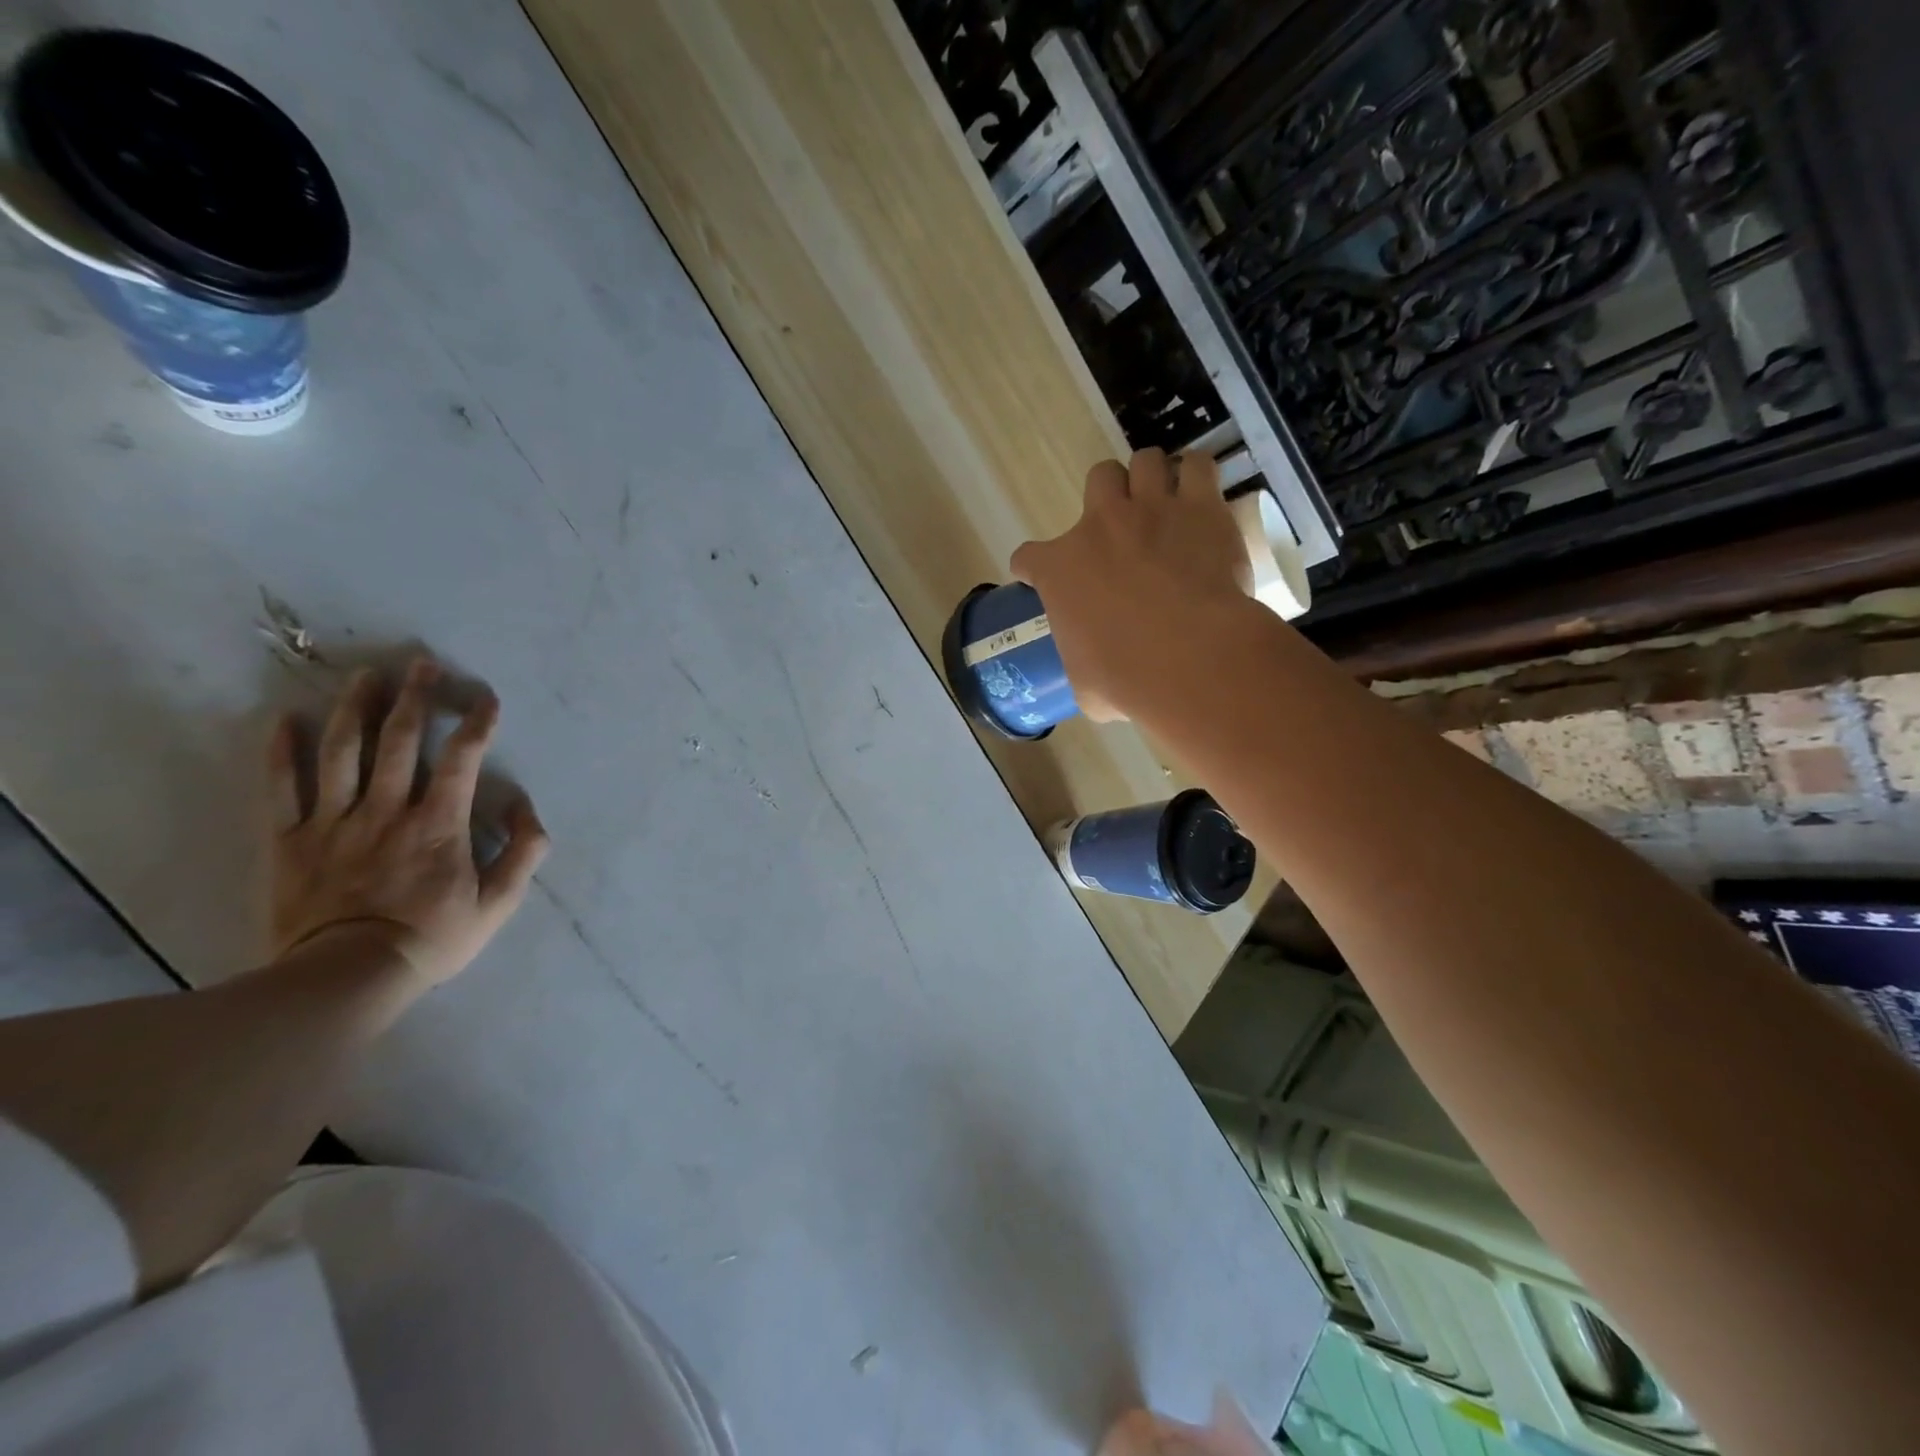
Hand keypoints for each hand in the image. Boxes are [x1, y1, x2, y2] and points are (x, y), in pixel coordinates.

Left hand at [266, 659, 548, 989]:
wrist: (347, 977)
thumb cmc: (432, 937)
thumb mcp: (498, 903)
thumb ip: (523, 852)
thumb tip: (526, 808)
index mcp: (439, 823)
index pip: (462, 758)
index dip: (476, 723)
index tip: (485, 699)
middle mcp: (387, 809)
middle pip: (399, 741)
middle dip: (414, 698)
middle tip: (421, 664)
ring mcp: (334, 821)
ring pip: (342, 752)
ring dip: (355, 709)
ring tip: (365, 676)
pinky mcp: (290, 840)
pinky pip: (281, 788)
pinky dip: (281, 752)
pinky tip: (286, 720)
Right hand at [1010, 449, 1250, 721]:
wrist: (1187, 657)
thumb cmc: (1125, 678)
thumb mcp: (1086, 685)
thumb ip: (1084, 669)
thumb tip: (1097, 688)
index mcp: (1060, 570)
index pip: (1028, 557)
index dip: (1031, 567)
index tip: (1037, 576)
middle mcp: (1099, 526)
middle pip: (1096, 480)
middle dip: (1107, 497)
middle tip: (1121, 526)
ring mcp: (1151, 509)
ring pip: (1144, 460)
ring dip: (1151, 478)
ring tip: (1164, 501)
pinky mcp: (1200, 507)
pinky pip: (1197, 466)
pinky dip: (1197, 476)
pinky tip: (1201, 494)